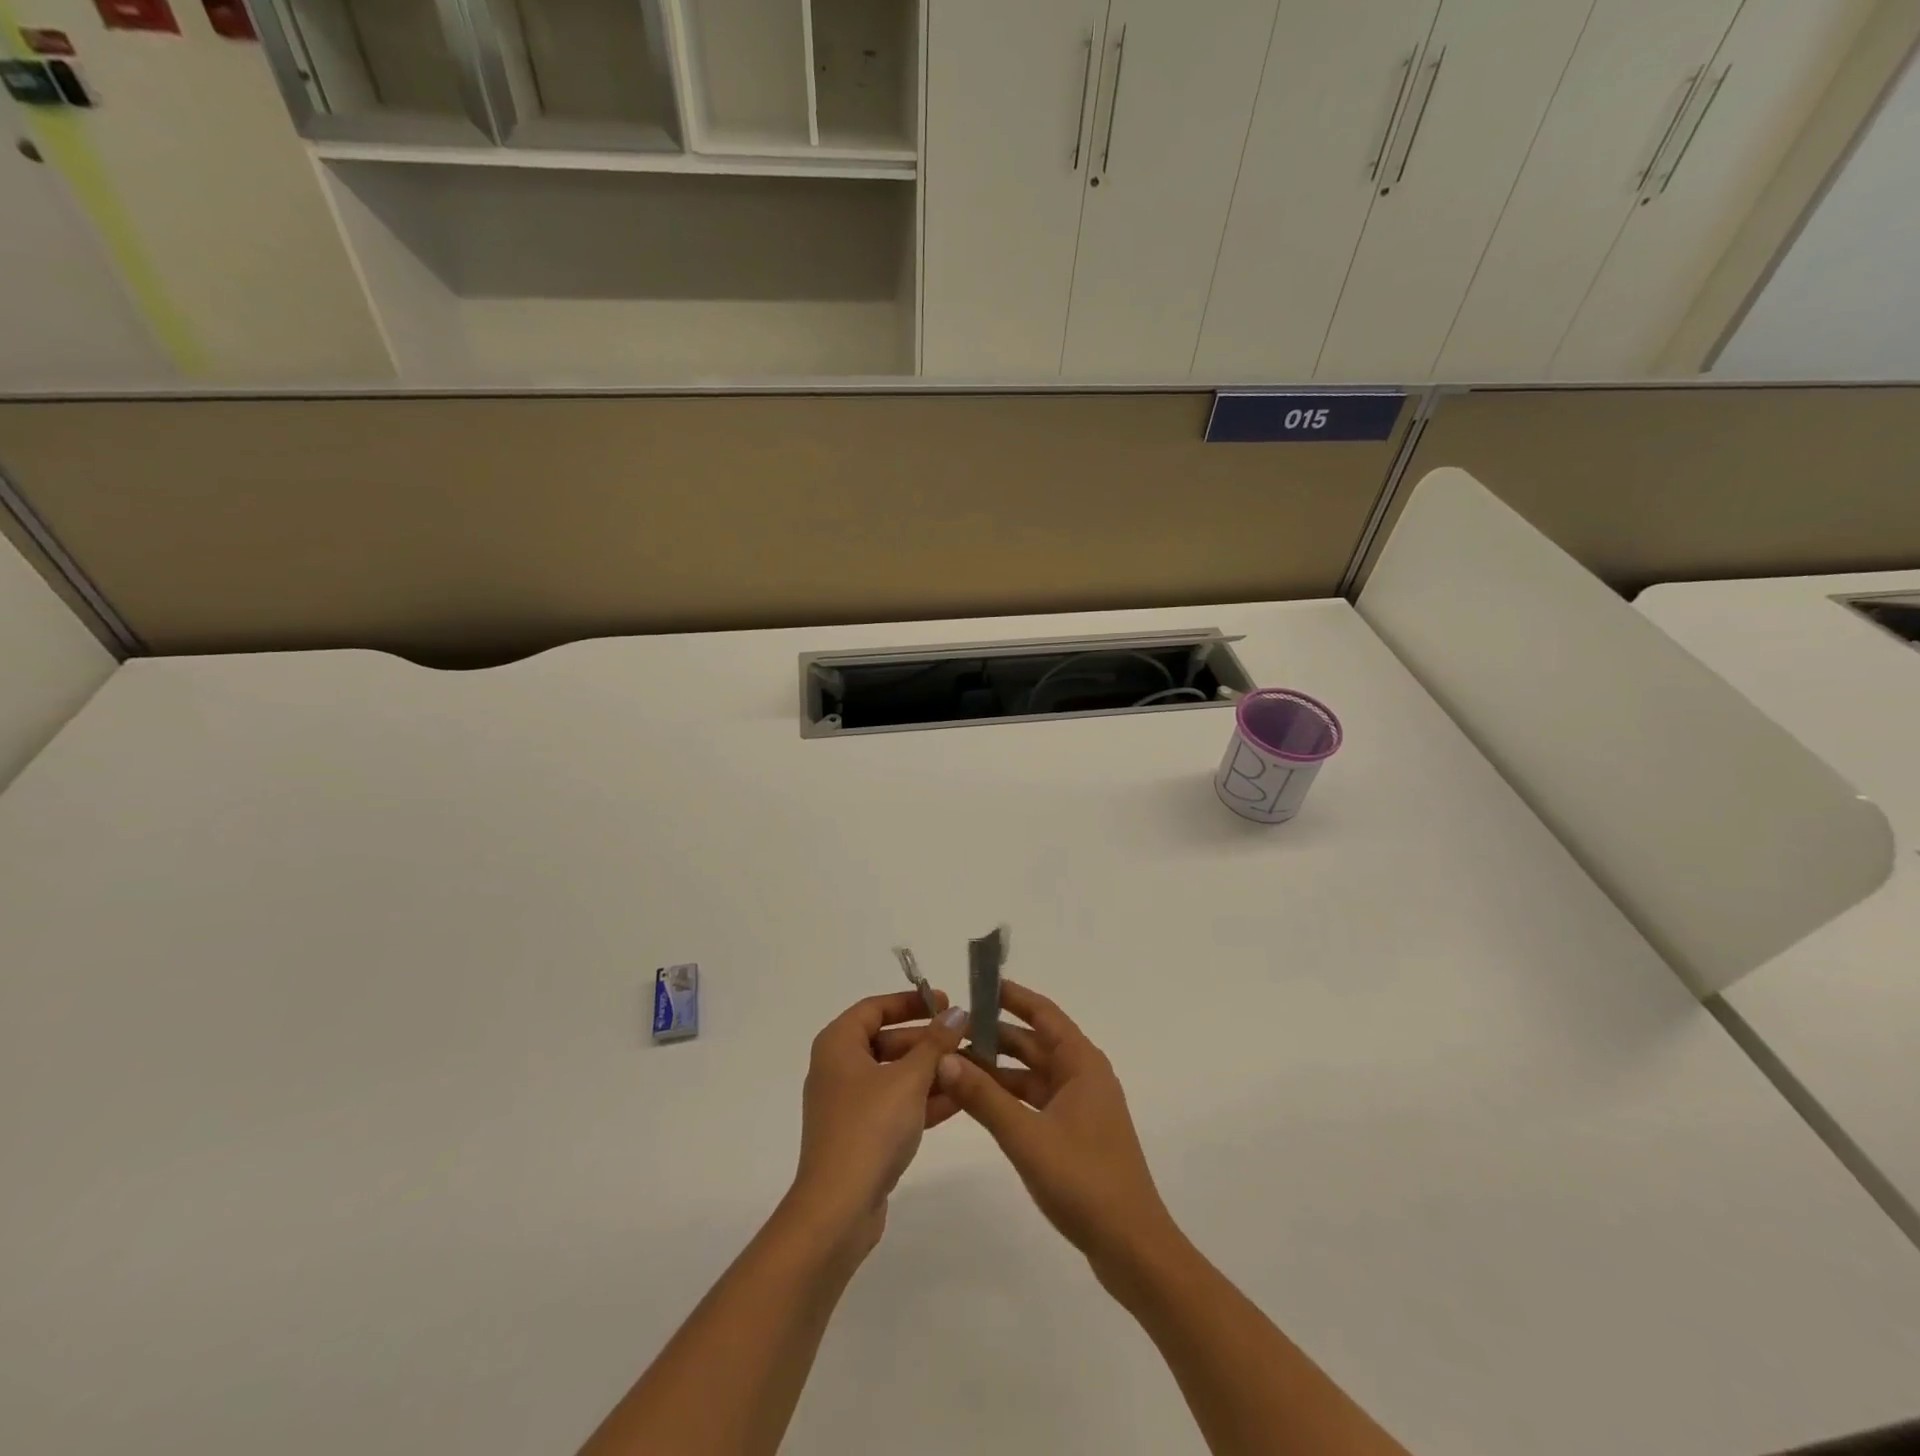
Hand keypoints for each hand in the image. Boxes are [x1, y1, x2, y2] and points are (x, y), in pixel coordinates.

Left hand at [789, 991, 969, 1255]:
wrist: (838, 1210)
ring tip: (972, 1067)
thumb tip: (956, 1013)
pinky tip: (960, 1099)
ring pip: (894, 1075)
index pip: (875, 1007)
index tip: (945, 1002)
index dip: (910, 1002)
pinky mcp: (861, 1136)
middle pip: (886, 1040)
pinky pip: (895, 1105)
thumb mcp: (909, 1079)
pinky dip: (923, 1100)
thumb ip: (935, 1043)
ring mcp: (848, 1105)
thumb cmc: (870, 1128)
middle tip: (964, 1037)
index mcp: (838, 1045)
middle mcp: (838, 1068)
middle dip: (927, 1040)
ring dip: (930, 1071)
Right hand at [932, 980, 1174, 1267]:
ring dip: (997, 1068)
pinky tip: (976, 1100)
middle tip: (951, 1029)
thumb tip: (944, 1059)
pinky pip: (1034, 1100)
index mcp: (1081, 1063)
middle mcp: (1082, 1076)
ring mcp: (1079, 1106)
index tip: (976, 984)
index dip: (1011, 996)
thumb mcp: (1027, 1136)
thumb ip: (984, 1097)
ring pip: (1031, 1073)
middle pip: (1034, 1042)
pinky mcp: (1073, 1133)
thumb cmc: (1084, 1181)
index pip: (1043, 1013)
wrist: (1132, 1248)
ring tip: (953, 1062)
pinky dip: (1007, 1096)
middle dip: (994, 1034)